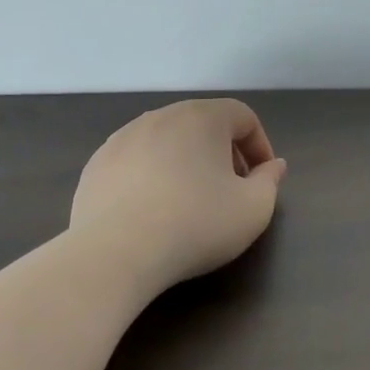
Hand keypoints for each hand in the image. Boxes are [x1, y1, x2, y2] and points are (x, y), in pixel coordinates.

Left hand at [69, 99, 287, 292]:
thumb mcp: (253, 209)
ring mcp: (122, 138)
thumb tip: (273, 165)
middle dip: (223, 153)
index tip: (261, 179)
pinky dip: (151, 177)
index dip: (259, 146)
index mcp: (201, 117)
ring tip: (190, 202)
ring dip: (185, 163)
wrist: (116, 253)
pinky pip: (136, 162)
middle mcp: (160, 116)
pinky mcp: (96, 165)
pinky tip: (152, 212)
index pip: (242, 116)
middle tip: (230, 190)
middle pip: (203, 125)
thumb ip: (270, 181)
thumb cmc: (196, 224)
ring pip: (166, 142)